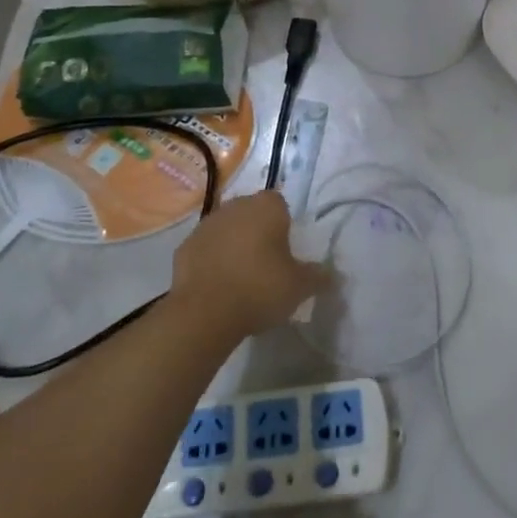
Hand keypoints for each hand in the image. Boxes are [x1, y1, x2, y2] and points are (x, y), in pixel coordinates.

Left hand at [169, 192, 327, 341]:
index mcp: (267, 207)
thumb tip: (332, 275)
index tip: (286, 250)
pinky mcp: (184, 247)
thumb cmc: (260, 289)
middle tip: (267, 263)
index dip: (284, 224)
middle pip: (252, 213)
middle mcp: (236, 206)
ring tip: (242, 277)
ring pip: (227, 229)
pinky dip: (212, 260)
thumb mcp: (300, 286)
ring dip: (234, 244)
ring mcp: (206, 225)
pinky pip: (206, 249)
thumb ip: (318, 276)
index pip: (280, 204)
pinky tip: (219, 285)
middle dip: (258, 231)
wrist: (204, 313)